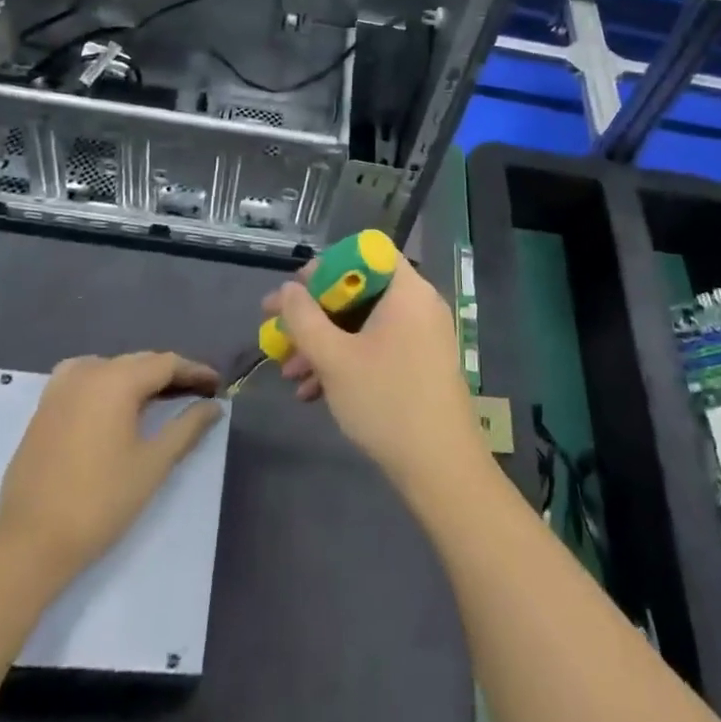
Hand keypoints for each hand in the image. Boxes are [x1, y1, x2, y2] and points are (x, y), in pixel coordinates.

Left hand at [0, 352, 223, 585]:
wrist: (29, 543)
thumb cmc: (100, 501)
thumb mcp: (153, 464)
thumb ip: (187, 427)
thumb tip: (213, 406)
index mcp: (117, 380)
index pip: (166, 363)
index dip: (195, 371)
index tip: (217, 384)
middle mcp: (88, 372)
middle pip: (139, 362)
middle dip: (169, 374)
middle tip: (196, 393)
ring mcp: (60, 388)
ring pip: (111, 368)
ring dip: (138, 378)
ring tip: (159, 398)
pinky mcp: (43, 407)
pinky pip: (84, 378)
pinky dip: (106, 383)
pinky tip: (112, 403)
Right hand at [264, 254, 485, 496]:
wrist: (441, 469)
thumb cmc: (386, 401)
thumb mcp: (334, 358)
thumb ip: (304, 318)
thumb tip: (288, 289)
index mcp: (406, 290)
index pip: (365, 253)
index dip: (327, 266)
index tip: (296, 290)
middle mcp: (418, 304)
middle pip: (360, 290)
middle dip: (315, 314)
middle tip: (279, 331)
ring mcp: (422, 336)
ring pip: (363, 324)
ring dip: (324, 343)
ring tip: (289, 372)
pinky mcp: (420, 365)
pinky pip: (377, 347)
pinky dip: (346, 360)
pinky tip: (313, 392)